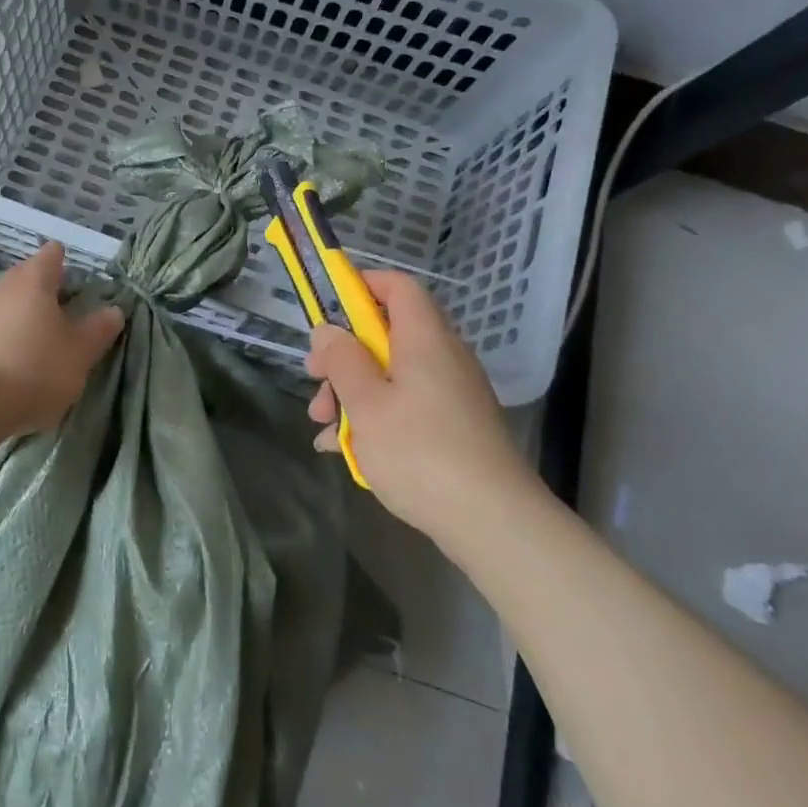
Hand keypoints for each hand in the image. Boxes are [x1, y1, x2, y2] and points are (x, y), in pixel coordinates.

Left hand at [0, 242, 124, 436]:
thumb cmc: (33, 368)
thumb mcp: (79, 353)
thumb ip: (98, 329)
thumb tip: (114, 310)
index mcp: (33, 281)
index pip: (51, 255)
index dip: (66, 262)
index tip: (78, 280)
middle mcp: (1, 288)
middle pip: (25, 278)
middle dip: (43, 291)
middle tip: (64, 312)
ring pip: (5, 304)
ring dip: (21, 316)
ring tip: (38, 341)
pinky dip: (2, 339)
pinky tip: (11, 363)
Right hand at [305, 269, 535, 533]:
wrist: (493, 521)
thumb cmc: (420, 452)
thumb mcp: (366, 404)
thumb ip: (342, 360)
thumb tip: (328, 330)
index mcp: (424, 339)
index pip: (398, 287)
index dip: (361, 285)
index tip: (326, 305)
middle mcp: (443, 358)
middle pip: (386, 334)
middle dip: (343, 354)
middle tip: (315, 379)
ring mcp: (451, 394)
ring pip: (391, 374)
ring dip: (352, 391)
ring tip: (322, 424)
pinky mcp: (453, 427)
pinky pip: (406, 404)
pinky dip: (375, 416)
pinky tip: (344, 449)